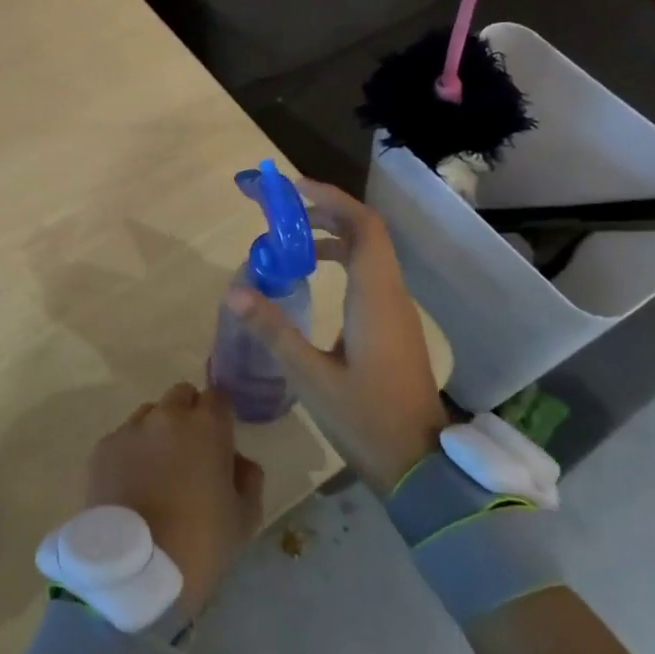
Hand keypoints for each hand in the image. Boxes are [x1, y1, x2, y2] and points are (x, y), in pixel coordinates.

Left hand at [85, 383, 264, 617]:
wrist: (134, 572)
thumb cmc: (199, 544)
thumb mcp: (244, 519)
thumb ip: (248, 479)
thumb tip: (237, 461)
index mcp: (206, 426)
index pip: (218, 397)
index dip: (220, 416)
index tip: (221, 440)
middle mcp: (167, 416)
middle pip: (181, 396)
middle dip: (189, 415)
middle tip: (190, 453)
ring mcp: (130, 430)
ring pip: (149, 414)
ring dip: (158, 431)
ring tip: (157, 471)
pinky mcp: (102, 449)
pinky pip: (123, 438)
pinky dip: (131, 452)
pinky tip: (131, 485)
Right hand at [227, 179, 446, 495]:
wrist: (421, 466)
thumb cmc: (367, 420)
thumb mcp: (311, 378)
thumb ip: (273, 331)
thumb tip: (234, 291)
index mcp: (376, 298)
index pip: (363, 226)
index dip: (331, 198)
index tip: (292, 187)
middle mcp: (391, 294)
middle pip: (366, 232)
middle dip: (326, 211)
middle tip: (283, 210)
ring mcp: (396, 311)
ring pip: (369, 254)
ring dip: (333, 237)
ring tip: (290, 244)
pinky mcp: (394, 327)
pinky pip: (369, 276)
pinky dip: (341, 262)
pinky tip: (313, 281)